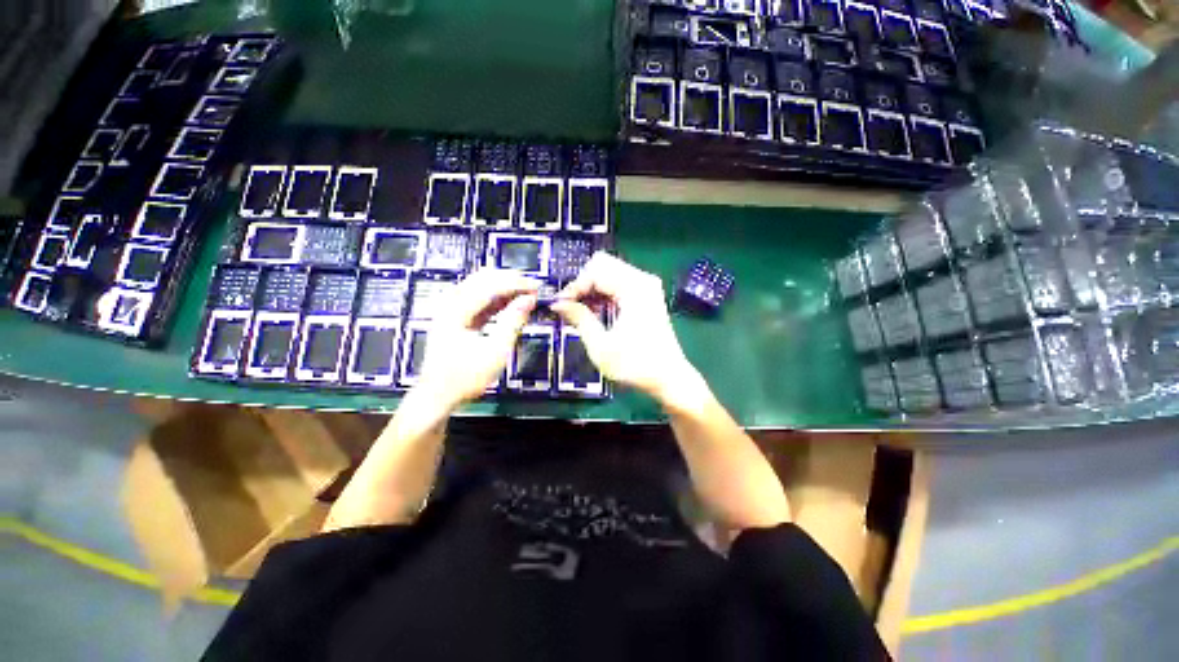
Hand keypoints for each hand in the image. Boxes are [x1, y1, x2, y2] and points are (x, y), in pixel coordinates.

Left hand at [415, 269, 538, 409]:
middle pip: (483, 278)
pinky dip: (496, 298)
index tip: (537, 287)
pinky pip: (478, 298)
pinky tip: (511, 303)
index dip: (516, 283)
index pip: (490, 284)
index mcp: (456, 310)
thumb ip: (512, 322)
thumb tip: (529, 300)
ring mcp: (451, 308)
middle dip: (510, 280)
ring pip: (480, 285)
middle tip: (533, 288)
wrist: (437, 396)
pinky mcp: (455, 316)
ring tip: (526, 294)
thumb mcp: (495, 352)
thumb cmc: (466, 377)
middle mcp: (451, 303)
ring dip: (504, 287)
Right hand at [551, 253, 703, 407]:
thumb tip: (558, 304)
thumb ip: (579, 319)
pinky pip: (618, 283)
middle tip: (570, 307)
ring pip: (608, 272)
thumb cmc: (636, 365)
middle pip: (602, 264)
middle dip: (582, 284)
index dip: (574, 287)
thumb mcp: (601, 346)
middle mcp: (642, 280)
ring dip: (591, 289)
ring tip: (580, 312)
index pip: (595, 271)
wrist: (668, 377)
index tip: (561, 305)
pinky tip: (596, 312)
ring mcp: (646, 287)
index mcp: (634, 289)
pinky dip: (603, 293)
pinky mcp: (646, 295)